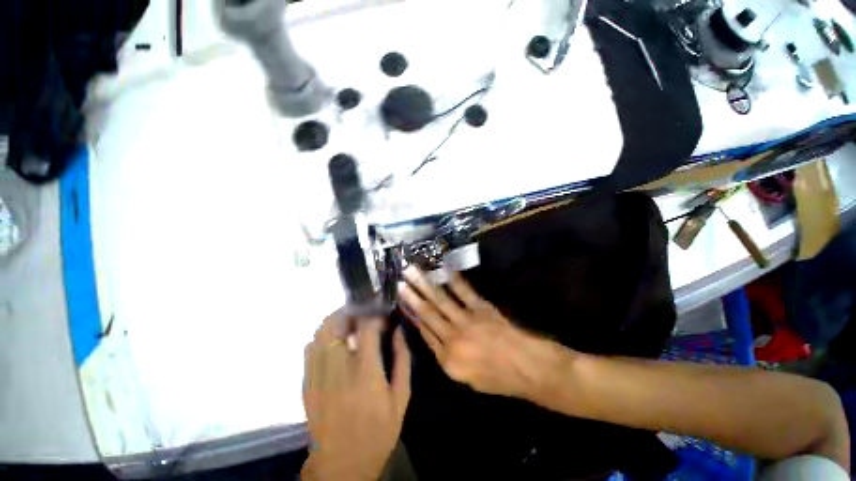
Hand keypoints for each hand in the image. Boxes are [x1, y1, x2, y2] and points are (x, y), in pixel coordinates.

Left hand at [301, 311, 410, 480]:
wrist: (341, 465)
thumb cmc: (377, 432)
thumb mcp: (401, 398)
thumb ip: (402, 359)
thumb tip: (399, 331)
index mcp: (365, 371)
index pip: (366, 326)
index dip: (375, 315)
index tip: (383, 318)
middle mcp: (338, 367)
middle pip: (336, 322)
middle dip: (352, 311)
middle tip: (364, 314)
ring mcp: (317, 374)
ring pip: (320, 331)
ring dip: (337, 321)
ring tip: (350, 324)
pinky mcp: (306, 382)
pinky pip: (310, 347)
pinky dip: (324, 337)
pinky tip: (335, 343)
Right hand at [398, 267, 563, 398]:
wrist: (527, 368)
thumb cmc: (498, 378)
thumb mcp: (466, 378)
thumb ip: (447, 358)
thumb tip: (433, 336)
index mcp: (448, 359)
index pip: (424, 332)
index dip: (412, 315)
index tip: (403, 302)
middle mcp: (453, 337)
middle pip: (428, 314)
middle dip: (412, 296)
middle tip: (399, 282)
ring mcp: (467, 320)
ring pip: (441, 300)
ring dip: (425, 284)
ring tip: (412, 271)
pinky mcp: (481, 308)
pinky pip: (464, 291)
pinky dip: (453, 280)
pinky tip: (444, 269)